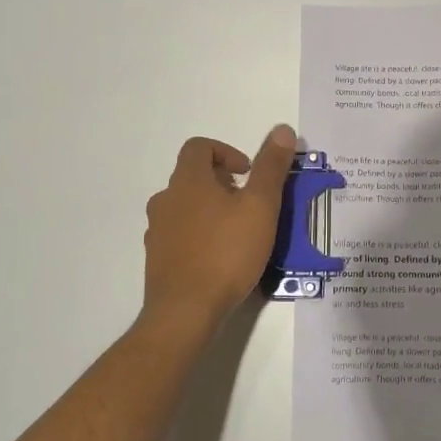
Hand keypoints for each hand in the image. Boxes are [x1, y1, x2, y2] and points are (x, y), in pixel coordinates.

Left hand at [142, 126, 296, 329]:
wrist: (185, 311)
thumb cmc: (226, 252)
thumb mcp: (260, 206)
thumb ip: (271, 167)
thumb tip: (282, 129)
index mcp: (188, 181)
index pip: (199, 147)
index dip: (226, 152)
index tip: (248, 173)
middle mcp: (166, 200)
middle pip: (192, 177)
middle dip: (222, 184)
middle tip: (250, 204)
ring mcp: (157, 231)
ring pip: (185, 208)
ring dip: (210, 211)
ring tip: (238, 233)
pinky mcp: (157, 260)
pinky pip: (180, 236)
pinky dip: (199, 237)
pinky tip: (221, 260)